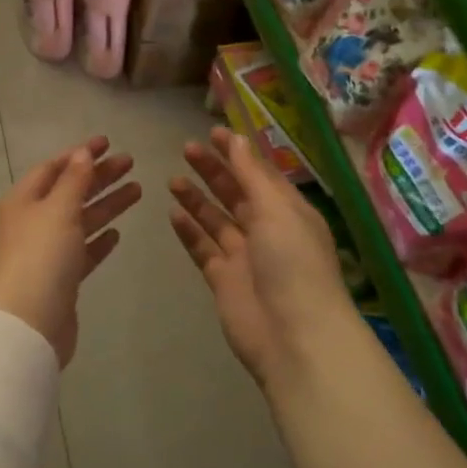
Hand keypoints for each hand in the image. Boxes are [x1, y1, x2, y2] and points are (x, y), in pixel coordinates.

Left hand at [0, 137, 141, 366]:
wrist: (30, 322)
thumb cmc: (41, 256)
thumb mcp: (59, 209)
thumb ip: (74, 180)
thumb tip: (82, 152)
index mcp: (22, 201)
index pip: (52, 168)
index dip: (79, 154)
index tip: (108, 142)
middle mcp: (31, 223)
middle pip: (69, 192)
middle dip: (99, 176)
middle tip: (131, 162)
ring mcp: (45, 253)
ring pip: (79, 221)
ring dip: (106, 205)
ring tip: (137, 190)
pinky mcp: (60, 279)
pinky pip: (82, 251)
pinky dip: (98, 240)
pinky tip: (117, 233)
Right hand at [169, 128, 351, 391]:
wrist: (293, 335)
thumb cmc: (293, 264)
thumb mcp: (276, 210)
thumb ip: (252, 175)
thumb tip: (237, 139)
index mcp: (288, 211)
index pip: (260, 174)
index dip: (238, 153)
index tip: (213, 132)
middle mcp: (267, 230)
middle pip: (236, 194)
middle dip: (214, 171)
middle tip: (186, 150)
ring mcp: (244, 256)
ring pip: (216, 220)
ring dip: (197, 199)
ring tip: (173, 179)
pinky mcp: (223, 279)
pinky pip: (203, 248)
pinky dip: (189, 231)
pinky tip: (173, 214)